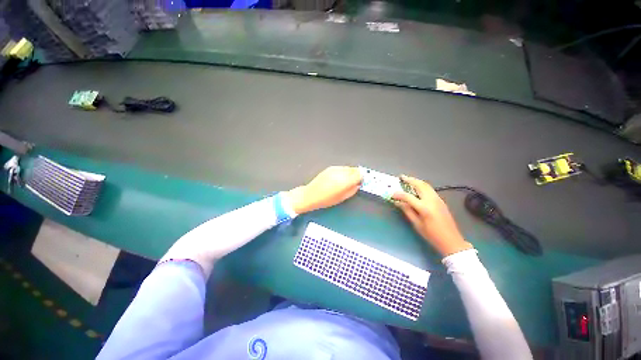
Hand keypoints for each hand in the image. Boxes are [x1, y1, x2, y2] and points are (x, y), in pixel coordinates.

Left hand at [285, 166, 361, 213]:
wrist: (311, 195)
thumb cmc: (326, 199)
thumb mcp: (342, 198)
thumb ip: (352, 190)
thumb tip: (358, 185)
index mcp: (345, 181)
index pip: (360, 174)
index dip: (362, 178)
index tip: (361, 181)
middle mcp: (341, 172)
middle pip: (355, 169)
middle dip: (357, 174)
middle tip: (355, 181)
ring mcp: (335, 169)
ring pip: (348, 168)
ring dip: (350, 173)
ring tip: (345, 181)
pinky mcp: (330, 168)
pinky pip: (341, 168)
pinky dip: (343, 172)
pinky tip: (338, 178)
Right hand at [393, 175, 472, 256]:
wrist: (451, 240)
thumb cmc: (431, 235)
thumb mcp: (417, 224)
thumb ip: (407, 211)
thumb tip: (398, 202)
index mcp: (424, 208)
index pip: (408, 197)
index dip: (399, 194)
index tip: (392, 194)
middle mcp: (432, 200)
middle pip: (420, 185)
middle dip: (410, 180)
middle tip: (402, 177)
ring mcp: (438, 199)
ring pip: (426, 185)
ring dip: (416, 181)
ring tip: (408, 180)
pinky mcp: (441, 201)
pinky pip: (430, 189)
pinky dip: (422, 186)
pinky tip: (417, 188)